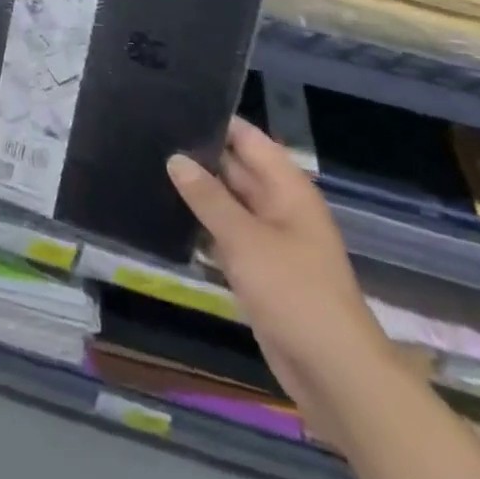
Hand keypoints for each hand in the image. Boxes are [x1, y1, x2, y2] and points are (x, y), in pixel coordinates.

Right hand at [167, 117, 392, 431]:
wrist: (333, 372)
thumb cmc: (294, 293)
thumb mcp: (244, 239)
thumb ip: (207, 197)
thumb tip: (175, 158)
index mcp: (287, 190)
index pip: (248, 139)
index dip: (215, 121)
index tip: (172, 105)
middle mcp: (279, 207)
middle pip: (236, 168)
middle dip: (198, 155)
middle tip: (148, 135)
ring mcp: (269, 240)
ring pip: (227, 203)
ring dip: (195, 192)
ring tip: (146, 166)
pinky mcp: (257, 269)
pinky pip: (224, 235)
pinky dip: (200, 225)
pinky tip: (164, 215)